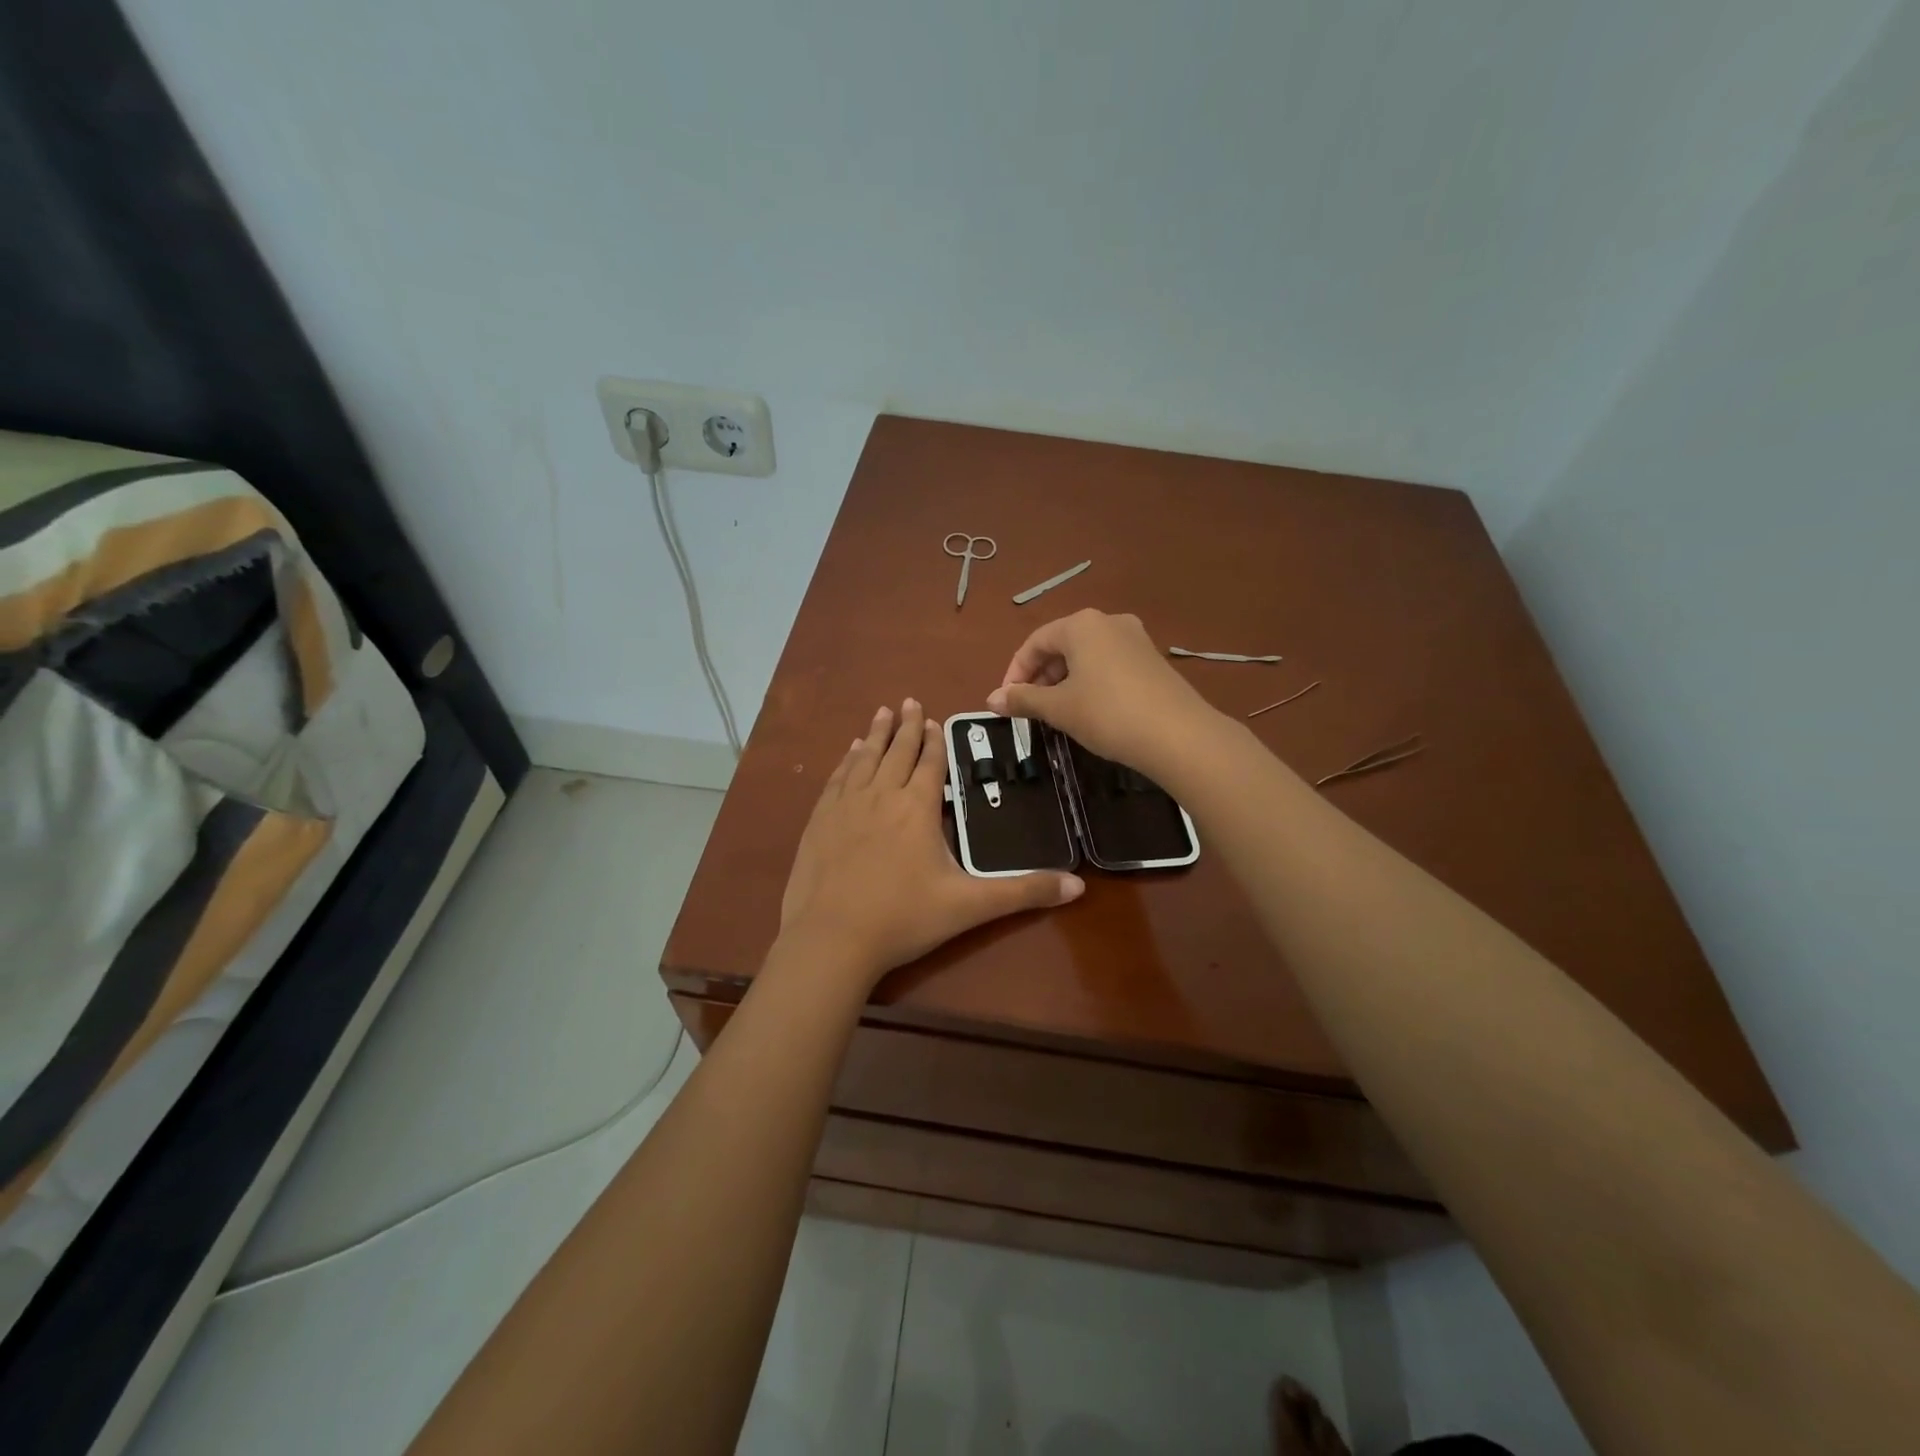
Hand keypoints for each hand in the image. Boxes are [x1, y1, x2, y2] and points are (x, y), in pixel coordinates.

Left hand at [779, 699, 1083, 985]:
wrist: (832, 939)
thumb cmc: (904, 919)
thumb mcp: (970, 906)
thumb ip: (1023, 892)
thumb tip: (1078, 887)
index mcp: (918, 808)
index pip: (930, 763)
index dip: (936, 740)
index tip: (936, 719)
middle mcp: (882, 796)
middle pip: (897, 751)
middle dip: (907, 726)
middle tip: (910, 701)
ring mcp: (846, 806)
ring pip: (865, 758)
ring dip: (876, 734)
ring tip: (883, 713)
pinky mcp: (819, 821)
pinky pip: (837, 779)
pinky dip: (846, 760)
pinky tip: (849, 753)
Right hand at [986, 610, 1218, 774]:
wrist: (1179, 735)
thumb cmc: (1107, 714)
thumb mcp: (1059, 708)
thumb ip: (1023, 699)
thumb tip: (991, 699)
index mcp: (1081, 625)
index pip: (1035, 642)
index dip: (1015, 672)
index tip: (1007, 702)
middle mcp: (1109, 622)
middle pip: (1062, 645)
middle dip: (1041, 676)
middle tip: (1031, 709)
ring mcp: (1136, 639)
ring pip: (1087, 656)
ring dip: (1065, 681)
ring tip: (1058, 713)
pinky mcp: (1153, 660)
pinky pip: (1110, 665)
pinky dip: (1091, 683)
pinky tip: (1091, 711)